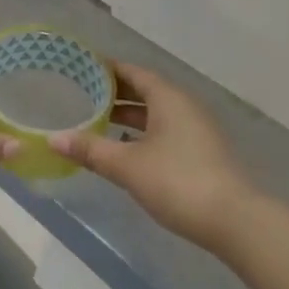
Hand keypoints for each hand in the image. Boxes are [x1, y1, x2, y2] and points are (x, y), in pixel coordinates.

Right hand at [52, 63, 254, 249]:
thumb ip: (91, 150)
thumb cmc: (178, 181)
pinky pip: (166, 130)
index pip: (134, 72)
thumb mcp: (128, 165)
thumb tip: (53, 138)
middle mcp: (184, 106)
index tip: (82, 68)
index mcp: (168, 98)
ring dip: (130, 115)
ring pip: (156, 113)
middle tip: (83, 94)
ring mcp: (197, 130)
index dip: (108, 69)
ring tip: (99, 121)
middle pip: (146, 90)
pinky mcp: (202, 152)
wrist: (235, 220)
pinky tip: (127, 150)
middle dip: (116, 92)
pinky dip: (144, 133)